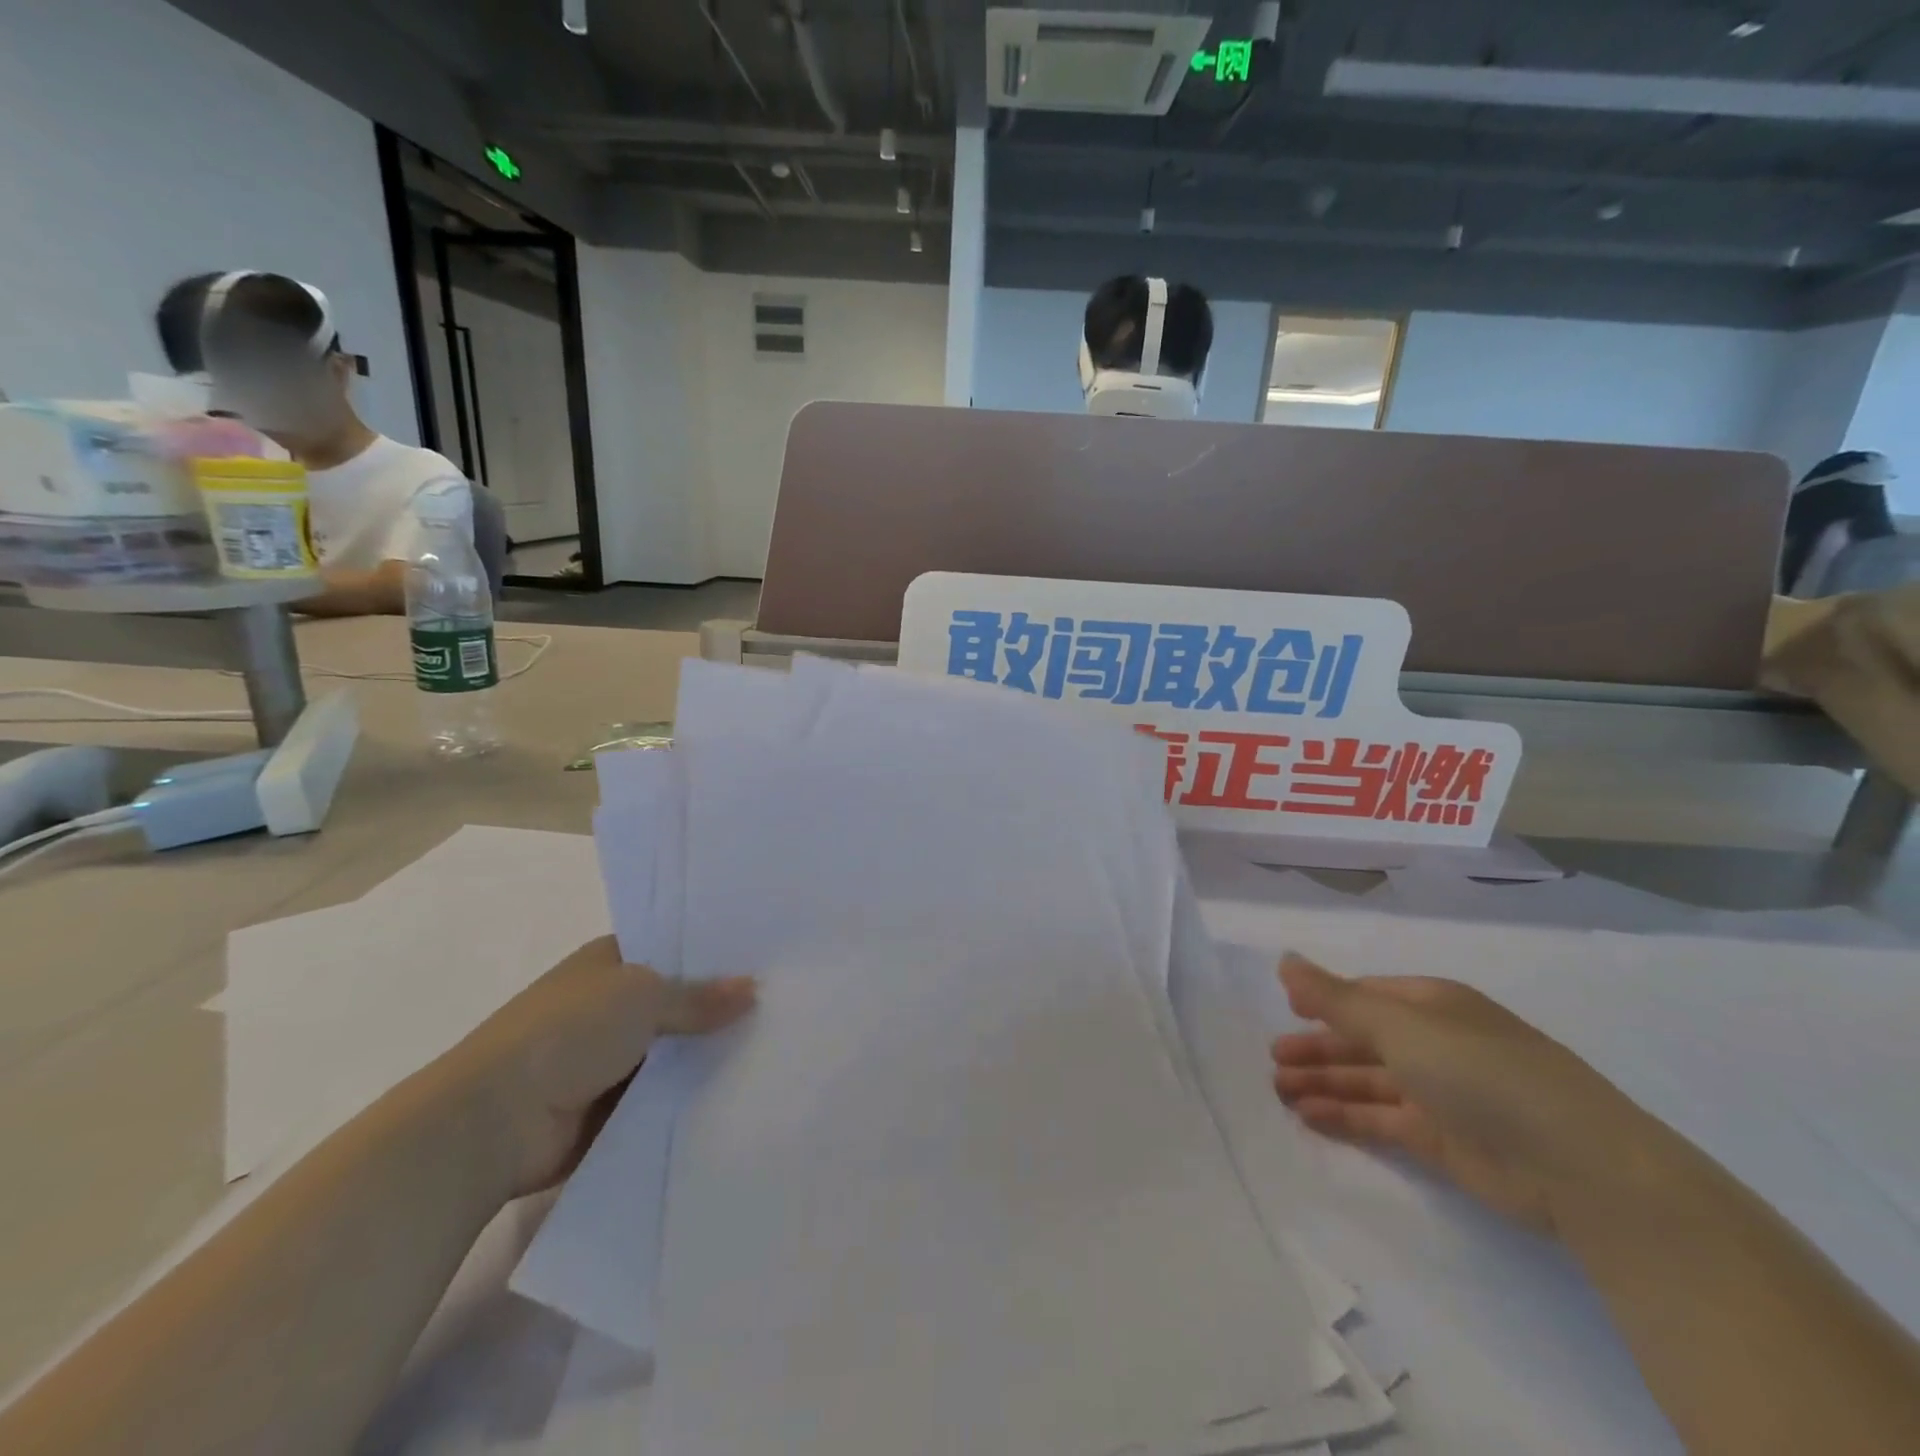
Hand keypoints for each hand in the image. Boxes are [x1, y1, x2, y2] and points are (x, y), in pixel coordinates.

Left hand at [443, 936, 756, 1199]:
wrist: (492, 1124)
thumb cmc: (565, 1034)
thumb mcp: (642, 996)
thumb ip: (700, 996)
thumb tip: (754, 989)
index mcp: (607, 962)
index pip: (671, 947)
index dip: (713, 951)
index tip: (765, 956)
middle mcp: (608, 1005)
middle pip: (677, 999)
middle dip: (719, 1004)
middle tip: (785, 1001)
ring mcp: (607, 1058)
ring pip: (674, 1049)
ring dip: (708, 1052)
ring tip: (777, 1045)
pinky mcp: (610, 1106)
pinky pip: (663, 1093)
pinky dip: (691, 1094)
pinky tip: (742, 1089)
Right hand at [1271, 955, 1673, 1235]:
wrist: (1579, 1169)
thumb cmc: (1482, 1072)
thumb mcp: (1400, 1025)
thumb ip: (1335, 998)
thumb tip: (1284, 959)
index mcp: (1432, 1004)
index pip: (1366, 996)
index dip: (1325, 1000)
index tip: (1285, 1010)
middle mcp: (1435, 1043)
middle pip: (1362, 1039)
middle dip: (1316, 1047)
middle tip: (1272, 1058)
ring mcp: (1441, 1094)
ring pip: (1368, 1081)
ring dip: (1323, 1082)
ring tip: (1278, 1089)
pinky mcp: (1444, 1141)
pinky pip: (1382, 1120)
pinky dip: (1345, 1117)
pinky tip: (1309, 1117)